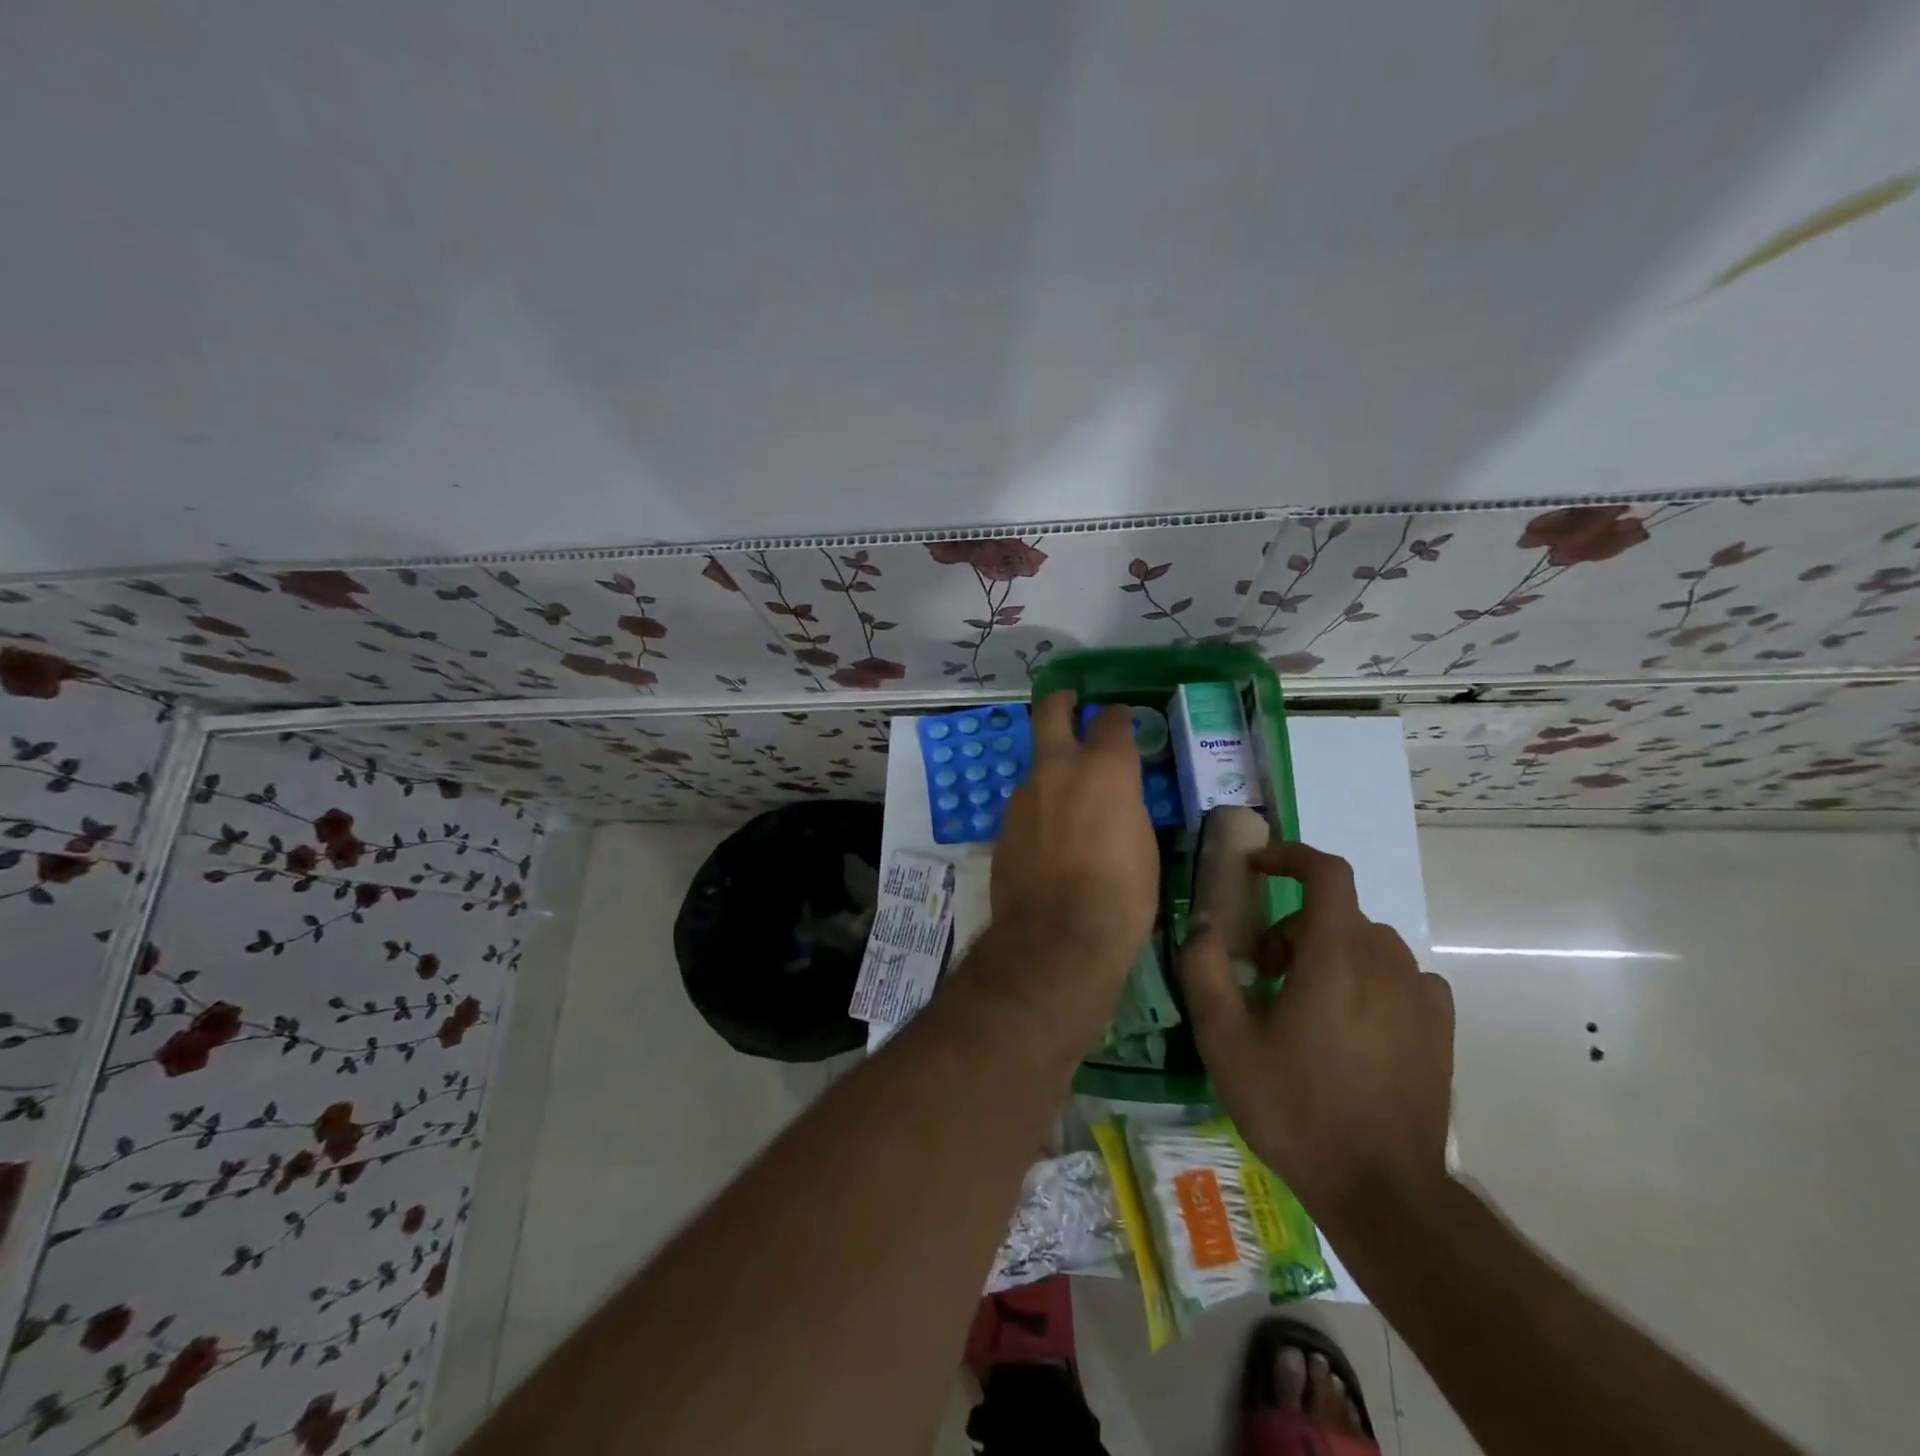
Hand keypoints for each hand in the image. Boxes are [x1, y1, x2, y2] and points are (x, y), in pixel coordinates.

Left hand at [987, 692, 1158, 1032]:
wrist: (1056, 937)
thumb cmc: (1121, 896)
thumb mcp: (1143, 847)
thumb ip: (1125, 810)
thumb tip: (1115, 805)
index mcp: (1105, 769)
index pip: (1112, 722)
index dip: (1118, 718)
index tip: (1121, 719)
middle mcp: (1059, 770)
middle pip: (1051, 713)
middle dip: (1061, 702)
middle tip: (1069, 702)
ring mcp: (1024, 796)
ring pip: (1037, 767)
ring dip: (1051, 773)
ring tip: (1067, 801)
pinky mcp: (1003, 826)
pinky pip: (1026, 807)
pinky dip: (1039, 812)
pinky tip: (1049, 840)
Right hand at [1177, 840, 1452, 1231]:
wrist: (1383, 1189)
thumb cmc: (1294, 1108)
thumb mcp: (1225, 1041)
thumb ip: (1205, 969)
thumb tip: (1203, 921)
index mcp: (1334, 955)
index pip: (1325, 871)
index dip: (1289, 856)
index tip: (1256, 869)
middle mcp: (1385, 961)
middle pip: (1336, 913)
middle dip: (1292, 926)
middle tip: (1262, 973)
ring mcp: (1420, 994)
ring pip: (1366, 943)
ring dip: (1327, 952)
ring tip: (1302, 1004)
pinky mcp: (1439, 1026)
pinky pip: (1399, 975)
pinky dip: (1367, 978)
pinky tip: (1350, 1025)